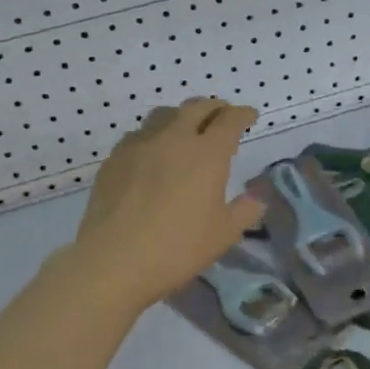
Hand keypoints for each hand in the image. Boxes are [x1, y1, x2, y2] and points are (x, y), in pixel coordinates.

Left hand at [68, 98, 265, 314]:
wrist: (114, 260)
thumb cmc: (178, 247)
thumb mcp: (223, 234)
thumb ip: (245, 211)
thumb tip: (255, 198)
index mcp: (207, 153)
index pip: (230, 120)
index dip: (243, 115)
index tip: (249, 116)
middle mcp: (174, 138)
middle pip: (197, 107)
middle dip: (214, 107)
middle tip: (222, 115)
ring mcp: (140, 145)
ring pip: (164, 115)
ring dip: (181, 116)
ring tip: (186, 129)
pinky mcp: (114, 159)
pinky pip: (138, 135)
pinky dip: (154, 136)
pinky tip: (152, 154)